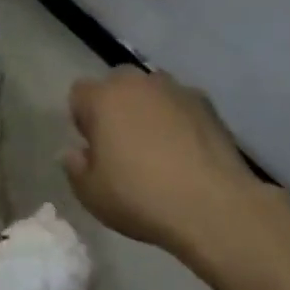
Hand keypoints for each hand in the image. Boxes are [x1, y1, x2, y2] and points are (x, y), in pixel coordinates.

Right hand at [62, 66, 264, 252]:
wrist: (213, 207)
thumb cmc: (141, 198)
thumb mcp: (92, 195)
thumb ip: (75, 168)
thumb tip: (75, 152)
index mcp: (103, 98)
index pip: (79, 93)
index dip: (82, 119)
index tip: (93, 147)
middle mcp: (137, 83)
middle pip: (116, 84)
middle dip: (115, 106)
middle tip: (123, 145)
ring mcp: (175, 90)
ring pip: (151, 91)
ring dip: (148, 109)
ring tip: (158, 147)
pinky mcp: (207, 105)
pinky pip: (181, 105)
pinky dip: (179, 120)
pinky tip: (186, 152)